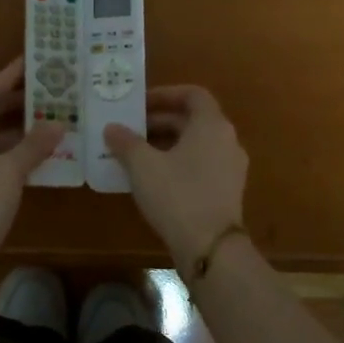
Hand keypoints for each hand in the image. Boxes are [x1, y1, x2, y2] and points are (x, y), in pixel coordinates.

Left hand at [0, 57, 62, 258]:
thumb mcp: (8, 171)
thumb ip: (33, 144)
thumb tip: (58, 125)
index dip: (6, 79)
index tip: (28, 62)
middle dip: (10, 105)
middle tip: (41, 90)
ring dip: (9, 132)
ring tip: (41, 118)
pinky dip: (2, 154)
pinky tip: (28, 153)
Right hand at [105, 85, 247, 269]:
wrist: (212, 248)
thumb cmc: (177, 195)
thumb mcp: (143, 166)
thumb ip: (126, 142)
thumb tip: (112, 128)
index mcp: (211, 125)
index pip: (193, 95)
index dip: (165, 94)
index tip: (140, 104)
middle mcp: (227, 140)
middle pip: (193, 120)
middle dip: (160, 122)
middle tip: (131, 130)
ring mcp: (231, 167)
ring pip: (197, 144)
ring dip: (167, 143)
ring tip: (136, 154)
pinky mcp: (227, 191)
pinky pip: (201, 165)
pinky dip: (178, 162)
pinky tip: (153, 179)